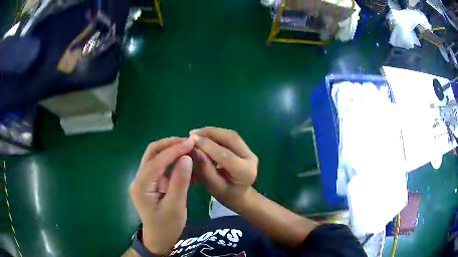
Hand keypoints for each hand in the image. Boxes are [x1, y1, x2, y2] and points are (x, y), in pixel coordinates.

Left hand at [129, 137, 193, 254]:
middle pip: (152, 153)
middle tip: (188, 142)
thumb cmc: (167, 226)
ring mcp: (143, 180)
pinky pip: (159, 166)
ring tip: (187, 148)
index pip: (157, 160)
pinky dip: (170, 160)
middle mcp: (139, 179)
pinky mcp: (149, 183)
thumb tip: (187, 157)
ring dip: (169, 150)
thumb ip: (180, 181)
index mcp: (142, 185)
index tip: (192, 142)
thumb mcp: (176, 206)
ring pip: (154, 157)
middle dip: (169, 144)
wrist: (158, 239)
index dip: (174, 149)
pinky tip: (182, 160)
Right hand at [189, 127, 257, 211]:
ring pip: (230, 135)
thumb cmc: (226, 195)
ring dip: (212, 132)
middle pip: (231, 139)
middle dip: (210, 133)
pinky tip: (203, 136)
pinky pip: (229, 137)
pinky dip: (215, 134)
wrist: (240, 195)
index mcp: (245, 172)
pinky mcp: (244, 147)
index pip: (226, 156)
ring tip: (195, 134)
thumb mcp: (212, 186)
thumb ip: (204, 168)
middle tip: (192, 134)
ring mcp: (249, 151)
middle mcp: (251, 158)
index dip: (208, 146)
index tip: (191, 139)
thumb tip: (193, 148)